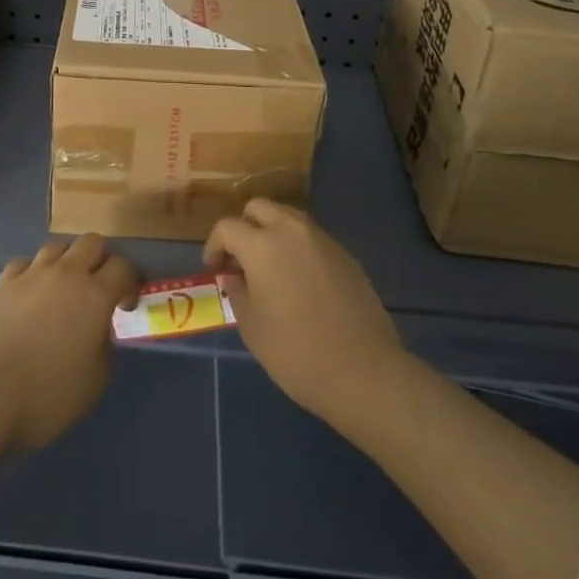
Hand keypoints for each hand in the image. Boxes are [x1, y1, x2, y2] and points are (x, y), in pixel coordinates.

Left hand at [0, 234, 139, 449]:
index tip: (127, 302)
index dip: (131, 281)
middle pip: (92, 242)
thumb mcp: (94, 383)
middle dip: (101, 259)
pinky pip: (25, 263)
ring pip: (58, 246)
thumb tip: (99, 331)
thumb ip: (104, 347)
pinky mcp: (4, 282)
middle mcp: (66, 274)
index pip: (124, 267)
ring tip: (64, 286)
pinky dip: (33, 273)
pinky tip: (30, 293)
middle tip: (99, 286)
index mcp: (95, 296)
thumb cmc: (47, 395)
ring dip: (67, 261)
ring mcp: (32, 273)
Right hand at [204, 199, 404, 427]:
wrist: (364, 371)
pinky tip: (299, 280)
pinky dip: (297, 247)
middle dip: (244, 226)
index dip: (214, 245)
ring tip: (269, 267)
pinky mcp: (345, 255)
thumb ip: (237, 292)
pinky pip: (311, 238)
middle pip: (259, 208)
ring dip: (272, 232)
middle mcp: (291, 231)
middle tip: (240, 259)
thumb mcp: (252, 327)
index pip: (227, 227)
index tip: (214, 268)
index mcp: (261, 244)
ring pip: (288, 217)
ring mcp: (322, 239)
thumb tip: (235, 277)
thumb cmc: (296, 352)